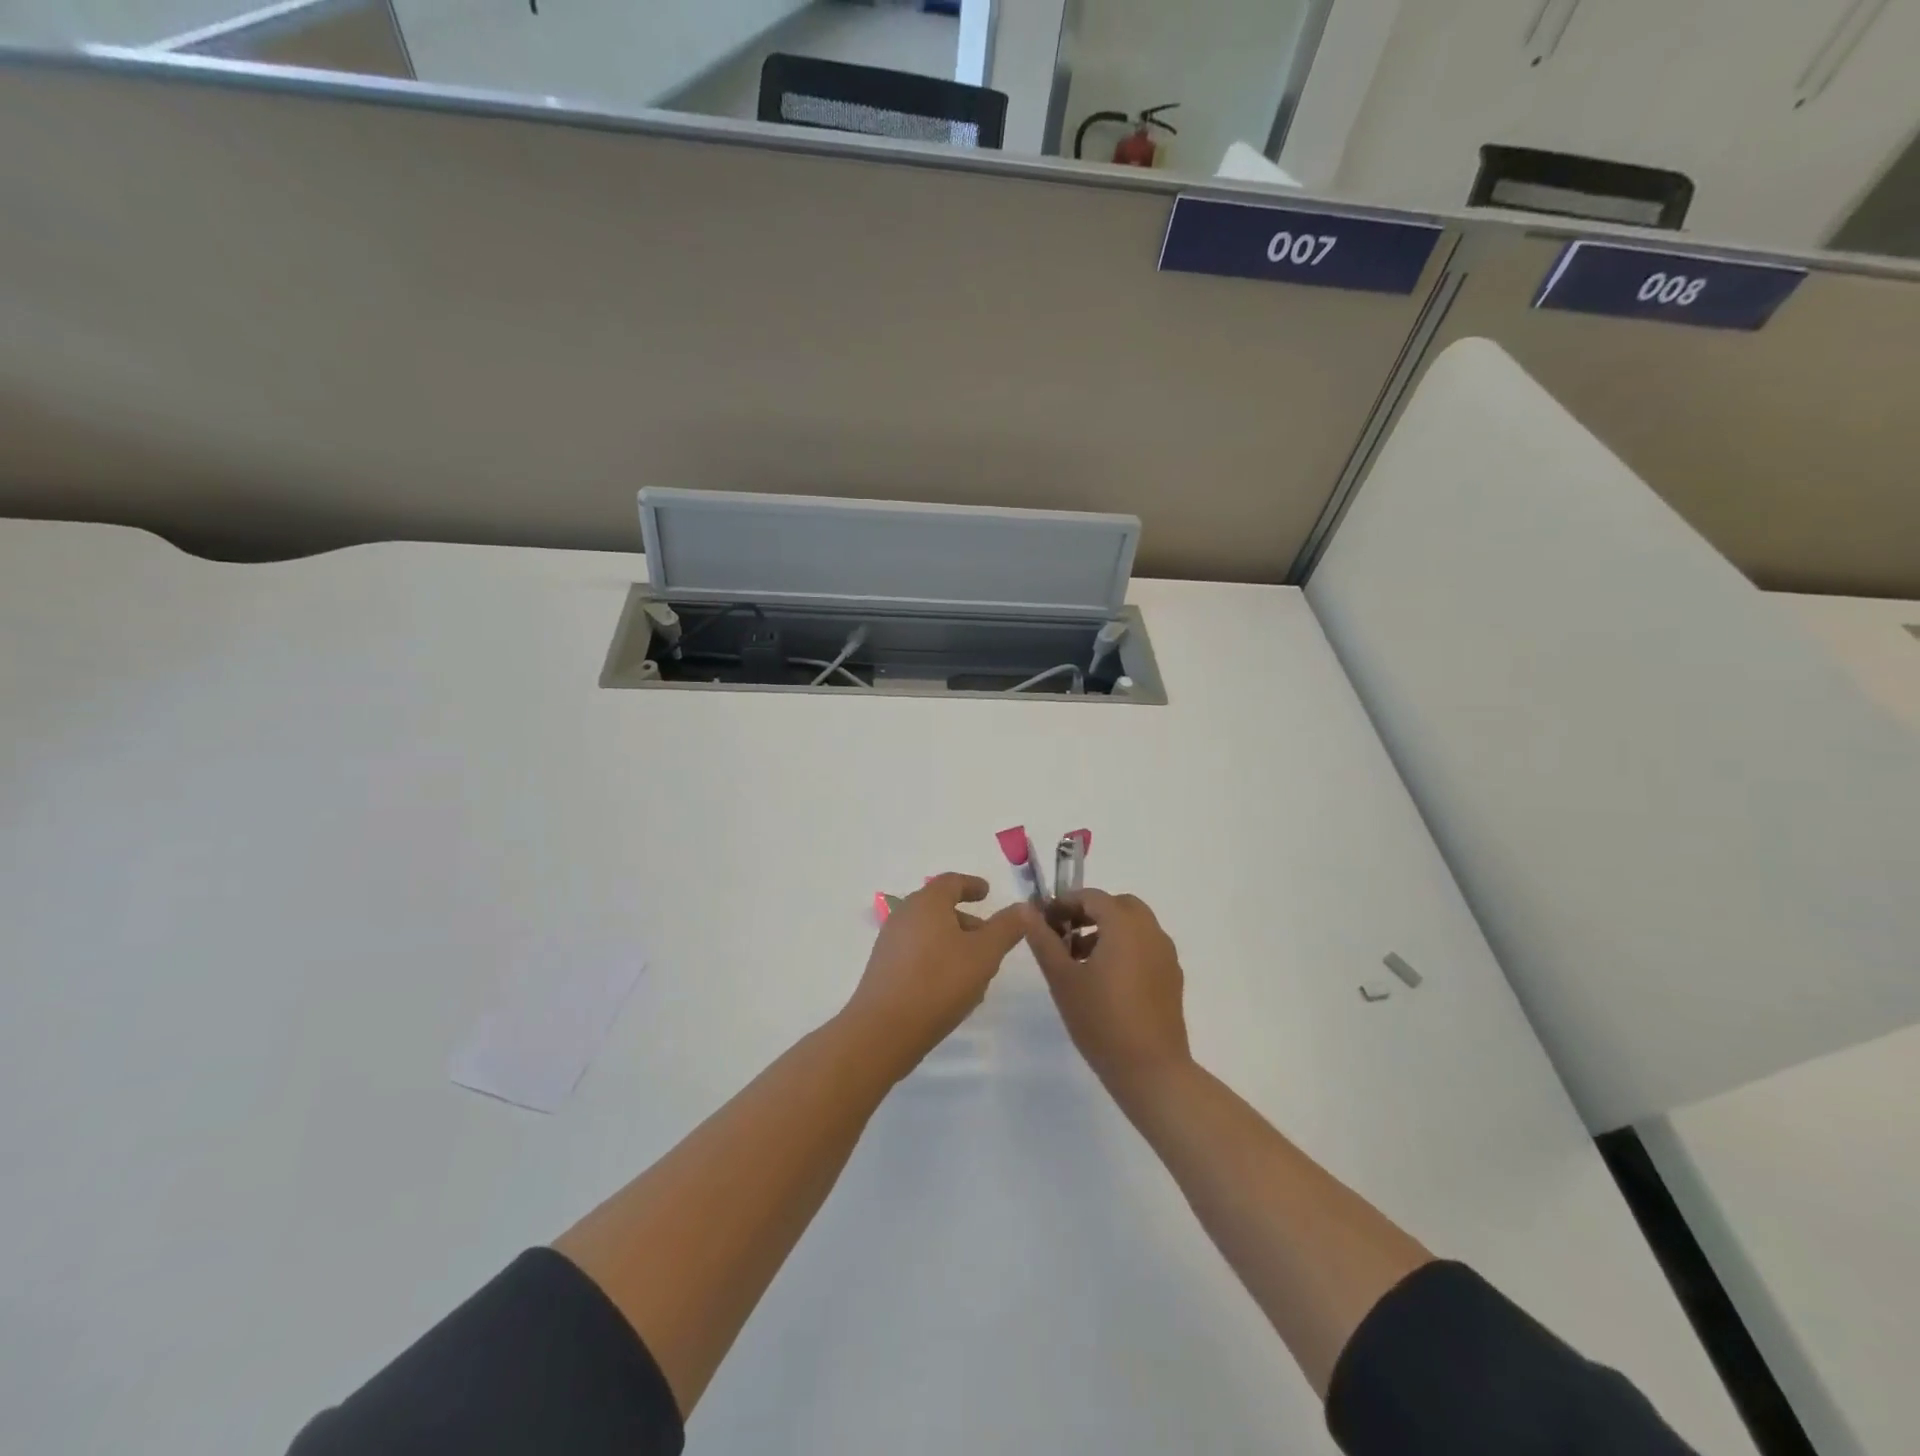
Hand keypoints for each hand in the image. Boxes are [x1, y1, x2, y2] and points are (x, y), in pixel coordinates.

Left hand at [842, 873, 1032, 1079]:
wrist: (884, 1030)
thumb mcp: (984, 953)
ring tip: (977, 970)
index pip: (951, 882)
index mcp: (927, 903)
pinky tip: (952, 988)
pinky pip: (918, 954)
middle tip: (991, 939)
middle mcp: (904, 915)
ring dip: (955, 944)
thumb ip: (1007, 927)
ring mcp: (890, 943)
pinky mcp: (884, 969)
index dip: (972, 885)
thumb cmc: (939, 982)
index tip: (987, 892)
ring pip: (930, 934)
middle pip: (940, 908)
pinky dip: (938, 960)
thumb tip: (1024, 907)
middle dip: (968, 921)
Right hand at [1025, 889, 1191, 1096]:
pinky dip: (1125, 948)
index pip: (1092, 897)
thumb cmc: (1101, 1020)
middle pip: (1118, 906)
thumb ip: (1043, 940)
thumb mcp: (1062, 978)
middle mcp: (1150, 931)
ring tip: (1080, 961)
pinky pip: (1146, 947)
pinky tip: (1107, 981)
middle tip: (1065, 936)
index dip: (1065, 903)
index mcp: (1124, 925)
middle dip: (1090, 913)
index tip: (1045, 922)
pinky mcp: (1172, 977)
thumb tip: (1027, 909)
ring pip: (1134, 926)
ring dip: (1107, 930)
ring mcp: (1166, 955)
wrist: (1152, 1071)